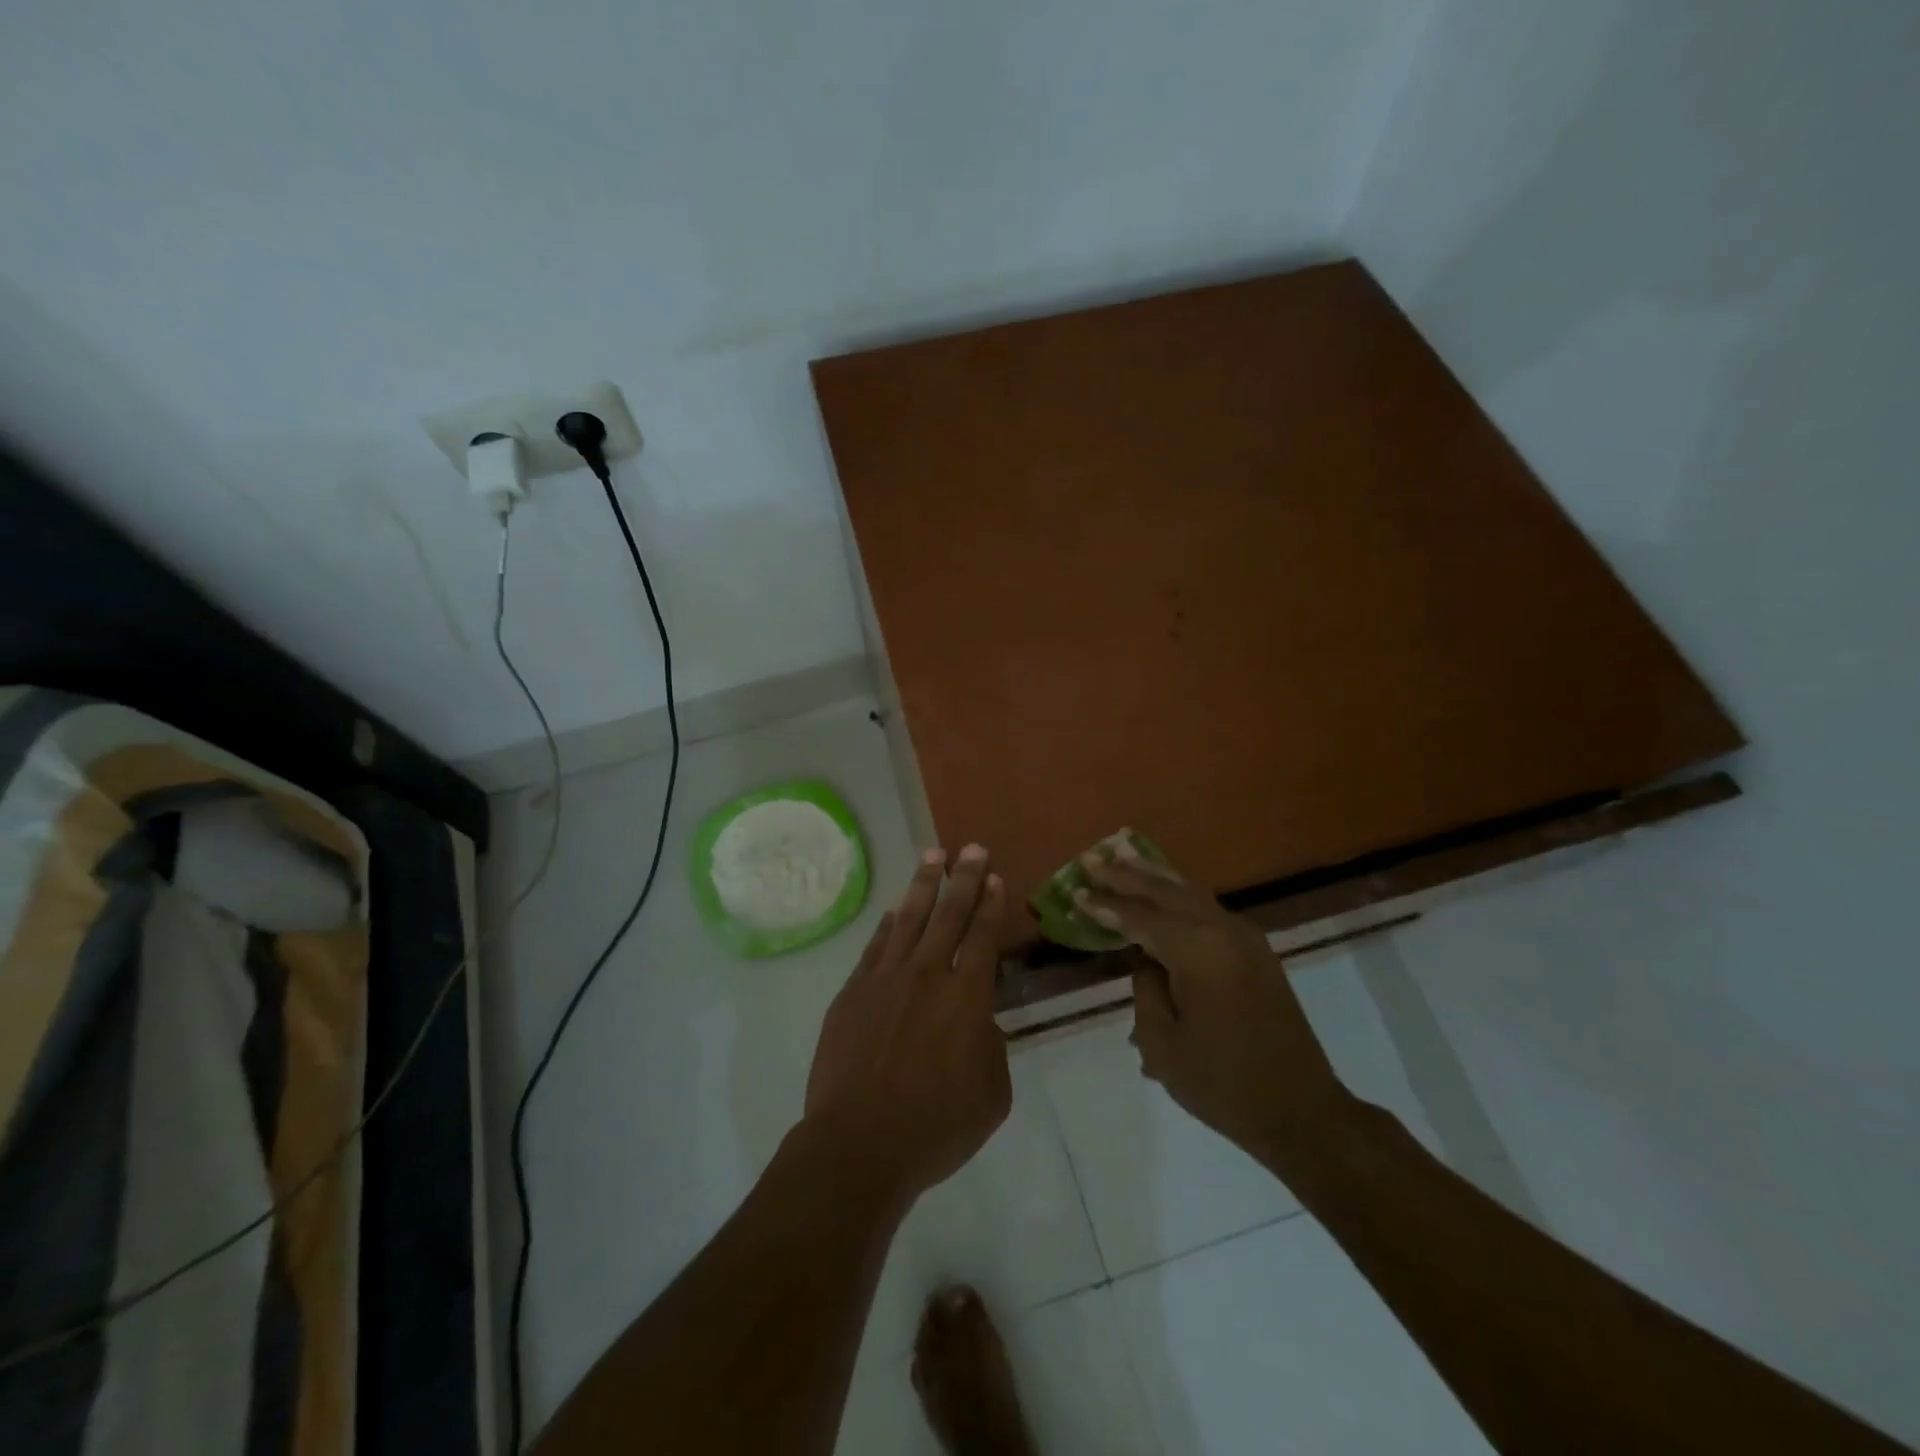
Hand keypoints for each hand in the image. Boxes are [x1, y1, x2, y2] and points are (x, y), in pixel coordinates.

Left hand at [805, 845, 1010, 1205]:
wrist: (860, 1143)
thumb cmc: (936, 1127)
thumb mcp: (991, 1094)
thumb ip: (990, 1046)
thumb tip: (978, 1021)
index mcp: (967, 998)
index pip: (983, 937)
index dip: (991, 905)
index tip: (995, 878)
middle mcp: (927, 975)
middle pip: (949, 914)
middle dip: (964, 878)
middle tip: (972, 848)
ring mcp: (885, 979)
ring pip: (909, 919)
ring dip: (924, 884)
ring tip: (933, 853)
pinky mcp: (853, 991)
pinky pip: (876, 945)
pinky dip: (889, 923)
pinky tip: (896, 908)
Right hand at [1076, 845, 1345, 1168]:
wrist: (1301, 1110)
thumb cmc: (1223, 1084)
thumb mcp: (1164, 1045)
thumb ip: (1145, 989)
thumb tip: (1146, 959)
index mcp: (1198, 952)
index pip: (1140, 918)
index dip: (1105, 906)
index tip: (1074, 890)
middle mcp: (1223, 931)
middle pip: (1166, 892)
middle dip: (1127, 875)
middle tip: (1093, 859)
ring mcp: (1245, 937)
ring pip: (1190, 892)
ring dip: (1155, 876)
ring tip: (1124, 854)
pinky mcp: (1255, 949)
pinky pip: (1207, 907)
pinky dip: (1179, 892)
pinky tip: (1163, 886)